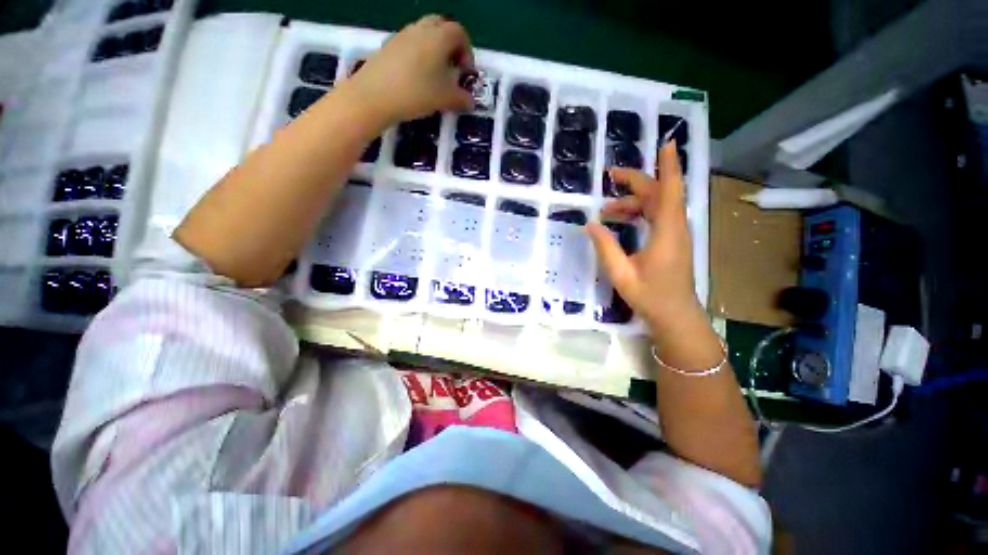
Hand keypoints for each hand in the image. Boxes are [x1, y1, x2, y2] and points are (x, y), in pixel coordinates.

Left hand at [345, 15, 473, 126]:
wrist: (375, 95)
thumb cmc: (417, 93)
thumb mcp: (446, 99)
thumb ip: (462, 99)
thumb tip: (471, 101)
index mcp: (439, 36)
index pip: (460, 33)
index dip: (467, 51)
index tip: (465, 72)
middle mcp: (421, 29)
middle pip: (441, 26)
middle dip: (450, 45)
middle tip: (451, 68)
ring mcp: (402, 35)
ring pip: (424, 34)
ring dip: (434, 50)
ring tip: (434, 76)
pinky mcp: (388, 45)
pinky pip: (410, 44)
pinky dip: (419, 55)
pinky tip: (416, 78)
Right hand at [586, 142, 703, 336]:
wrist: (675, 315)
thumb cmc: (650, 296)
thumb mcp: (621, 273)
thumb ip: (606, 246)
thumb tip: (591, 224)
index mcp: (667, 232)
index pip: (670, 190)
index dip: (669, 166)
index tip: (666, 143)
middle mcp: (675, 227)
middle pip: (659, 194)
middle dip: (635, 182)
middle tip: (609, 176)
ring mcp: (676, 234)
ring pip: (656, 205)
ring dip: (632, 202)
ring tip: (605, 210)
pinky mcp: (672, 240)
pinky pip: (657, 216)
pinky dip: (638, 212)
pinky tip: (620, 220)